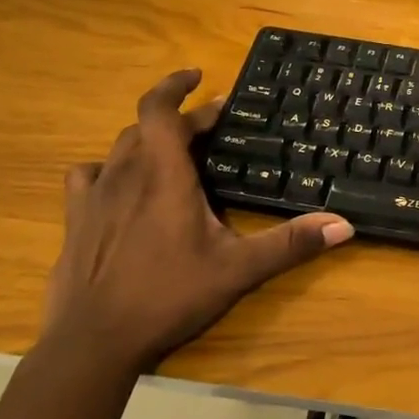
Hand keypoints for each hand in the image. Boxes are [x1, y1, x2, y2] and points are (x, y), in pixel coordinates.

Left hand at [42, 70, 353, 373]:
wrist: (93, 342)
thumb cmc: (168, 296)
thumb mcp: (238, 270)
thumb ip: (290, 244)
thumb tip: (344, 225)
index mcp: (164, 176)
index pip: (160, 110)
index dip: (176, 85)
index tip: (198, 76)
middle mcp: (125, 174)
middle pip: (147, 127)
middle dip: (181, 119)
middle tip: (212, 126)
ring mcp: (94, 197)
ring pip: (118, 148)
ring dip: (146, 140)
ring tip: (172, 151)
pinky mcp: (74, 220)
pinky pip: (87, 176)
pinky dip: (107, 169)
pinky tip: (118, 185)